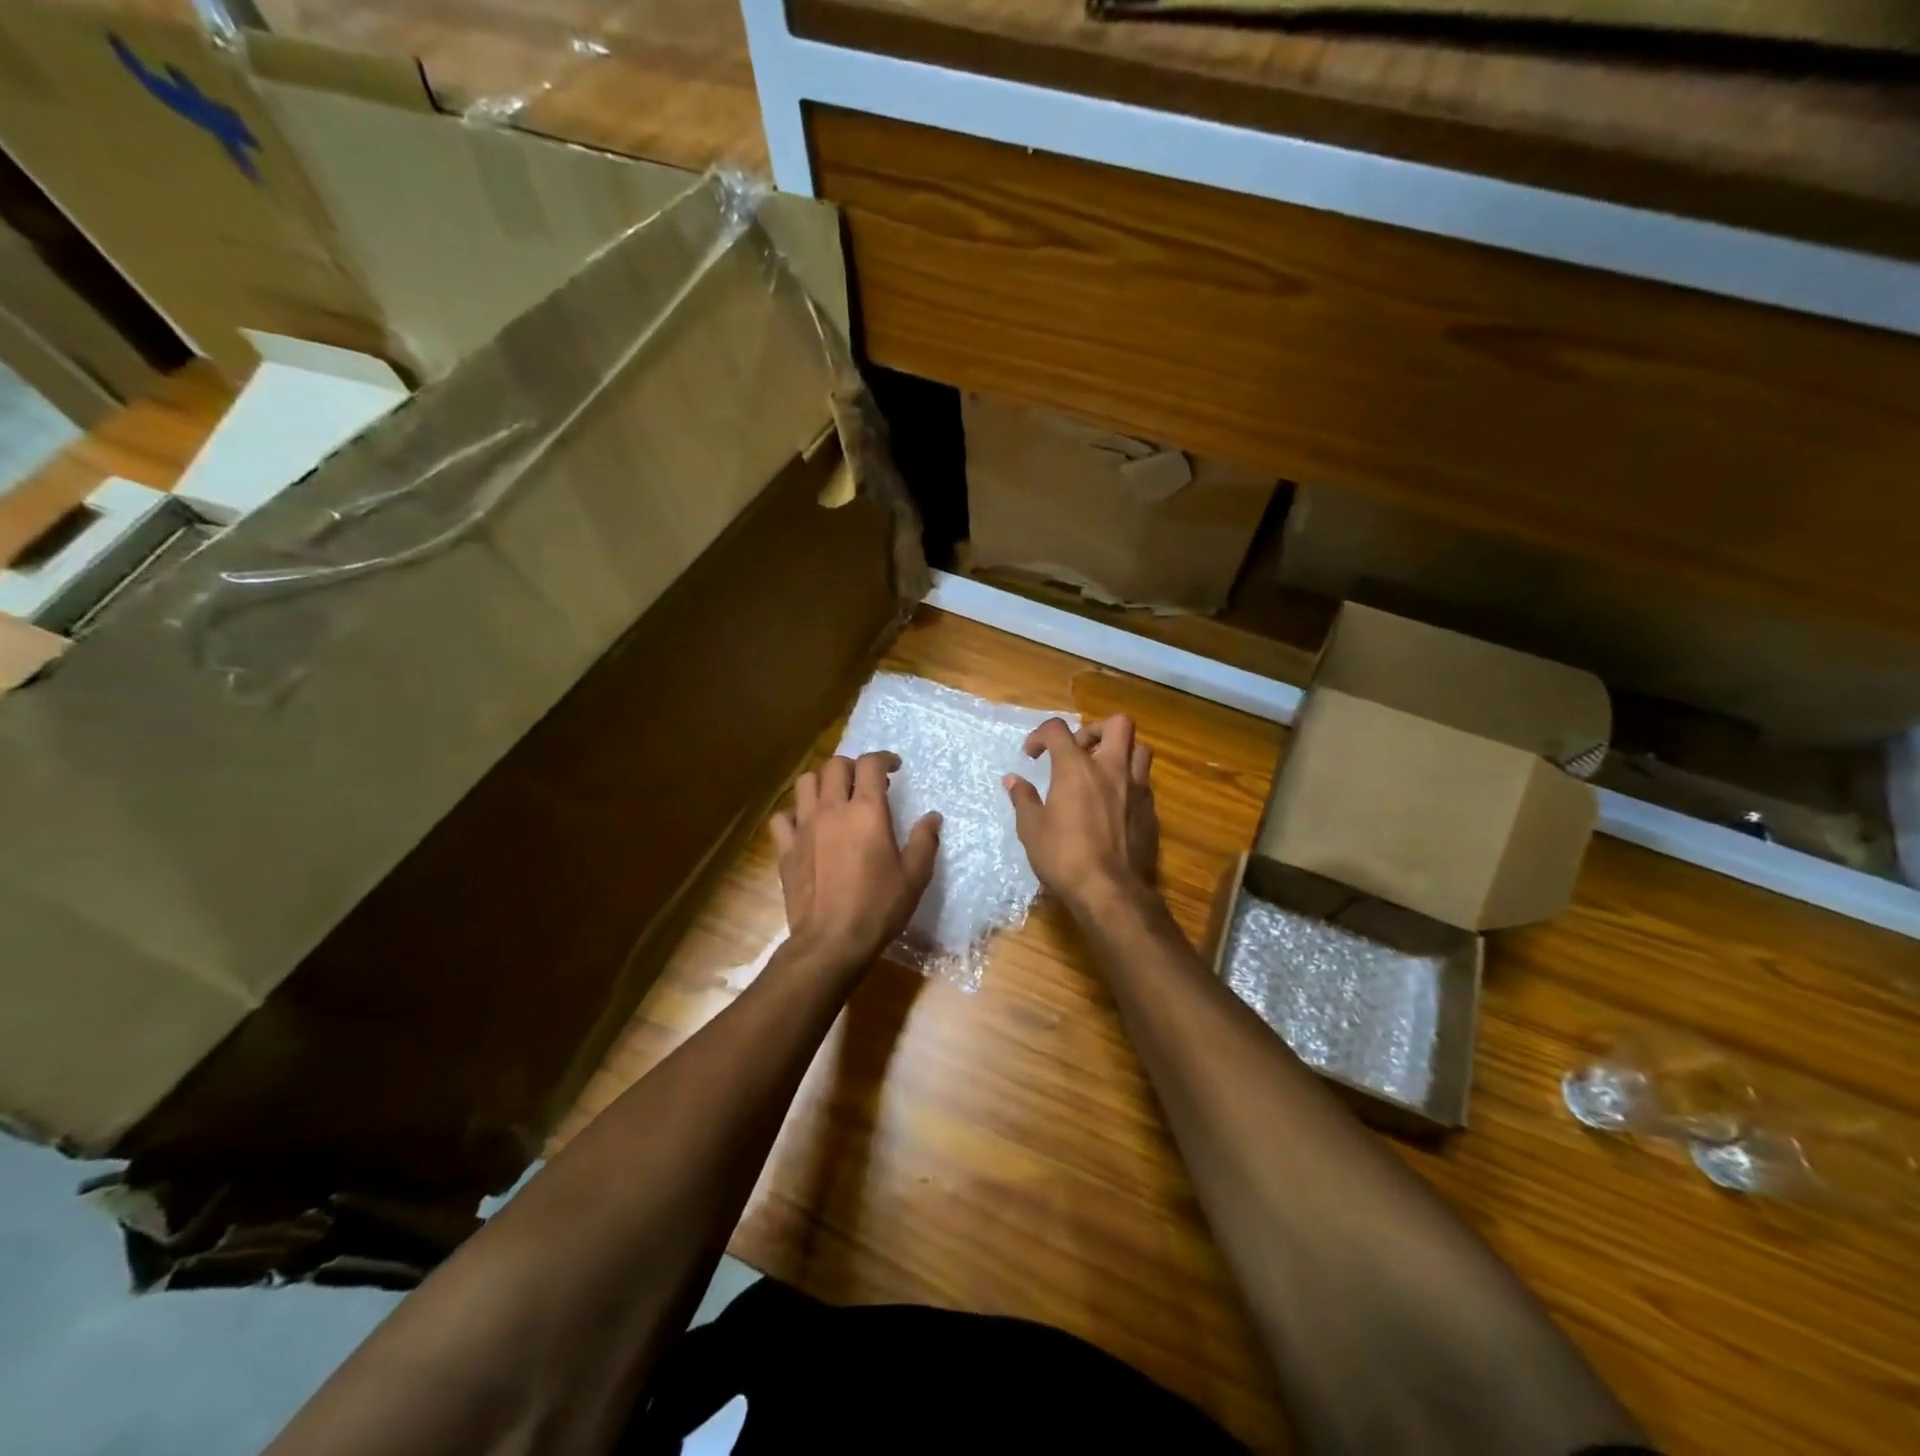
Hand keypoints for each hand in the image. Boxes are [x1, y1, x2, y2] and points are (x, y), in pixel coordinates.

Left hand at [770, 751, 940, 971]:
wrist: (831, 941)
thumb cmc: (878, 907)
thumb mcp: (914, 876)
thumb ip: (924, 841)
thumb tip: (932, 817)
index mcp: (867, 811)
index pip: (870, 764)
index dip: (883, 759)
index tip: (894, 768)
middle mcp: (832, 810)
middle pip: (835, 765)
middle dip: (852, 766)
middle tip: (866, 783)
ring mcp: (804, 827)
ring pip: (806, 782)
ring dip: (822, 782)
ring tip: (834, 797)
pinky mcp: (785, 848)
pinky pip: (782, 817)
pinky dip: (794, 814)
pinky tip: (806, 826)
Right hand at [1005, 715, 1157, 915]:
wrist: (1110, 891)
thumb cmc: (1063, 856)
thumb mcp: (1031, 828)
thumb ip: (1023, 798)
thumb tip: (1013, 780)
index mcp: (1076, 767)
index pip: (1058, 729)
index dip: (1041, 735)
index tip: (1032, 755)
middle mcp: (1111, 769)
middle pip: (1117, 724)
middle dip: (1095, 730)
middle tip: (1078, 751)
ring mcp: (1137, 789)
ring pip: (1140, 750)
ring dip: (1120, 753)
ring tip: (1101, 772)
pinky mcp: (1151, 812)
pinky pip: (1144, 783)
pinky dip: (1128, 784)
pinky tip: (1113, 805)